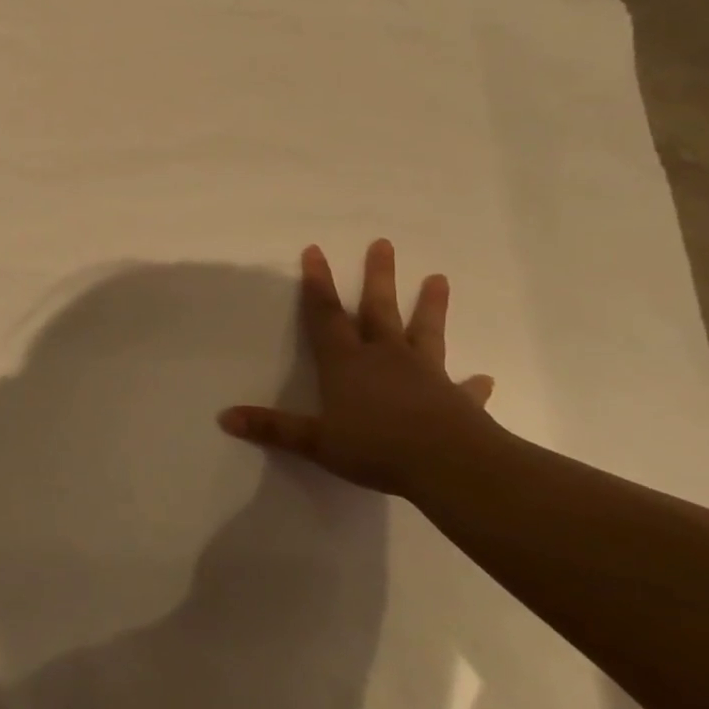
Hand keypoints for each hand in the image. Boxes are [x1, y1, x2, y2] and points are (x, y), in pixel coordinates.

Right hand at [218, 239, 495, 495]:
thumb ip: (273, 428)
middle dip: (378, 277)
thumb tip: (224, 418)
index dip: (318, 283)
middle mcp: (385, 358)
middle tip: (383, 243)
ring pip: (425, 332)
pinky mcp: (456, 400)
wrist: (448, 465)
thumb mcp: (315, 441)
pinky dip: (472, 384)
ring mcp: (425, 375)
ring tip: (440, 279)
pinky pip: (464, 388)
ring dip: (431, 307)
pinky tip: (483, 379)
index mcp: (347, 363)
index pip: (326, 315)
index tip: (315, 250)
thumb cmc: (375, 448)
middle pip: (378, 310)